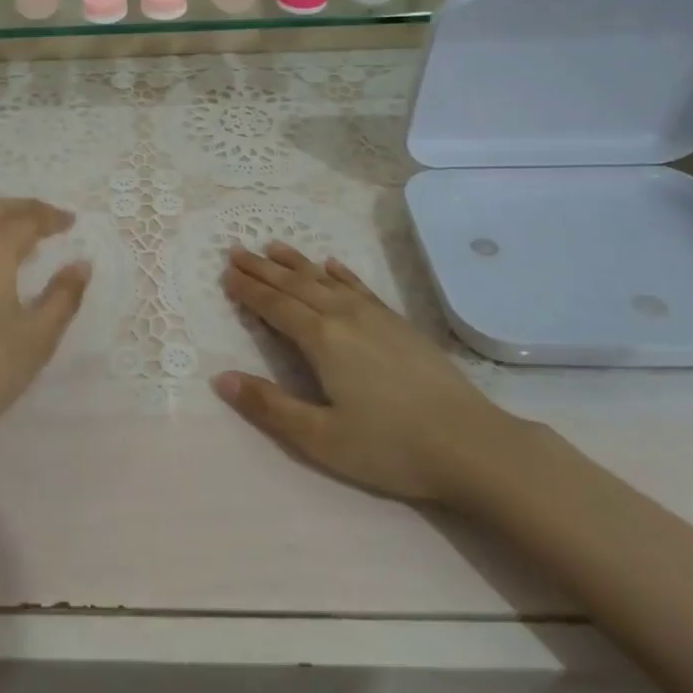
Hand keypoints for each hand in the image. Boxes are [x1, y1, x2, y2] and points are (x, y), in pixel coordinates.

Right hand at [216, 242, 517, 501]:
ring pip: (326, 279)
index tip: (226, 273)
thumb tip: (220, 378)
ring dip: (296, 262)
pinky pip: (360, 287)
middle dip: (263, 268)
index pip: (275, 306)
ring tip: (273, 246)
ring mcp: (376, 316)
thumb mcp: (321, 438)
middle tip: (236, 250)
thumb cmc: (391, 447)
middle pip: (295, 284)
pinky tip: (332, 264)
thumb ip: (269, 406)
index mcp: (322, 340)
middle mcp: (344, 316)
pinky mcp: (399, 324)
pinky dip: (341, 273)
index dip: (248, 289)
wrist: (472, 444)